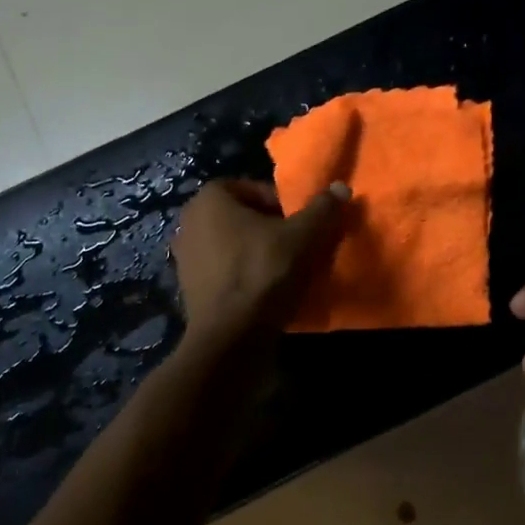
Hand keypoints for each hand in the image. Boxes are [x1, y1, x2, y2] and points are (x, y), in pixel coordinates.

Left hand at [171, 178, 348, 346]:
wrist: (231, 338)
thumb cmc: (264, 273)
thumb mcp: (304, 237)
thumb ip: (323, 209)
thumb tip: (340, 187)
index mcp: (210, 199)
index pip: (256, 189)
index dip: (285, 205)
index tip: (303, 226)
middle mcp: (189, 222)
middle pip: (245, 218)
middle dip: (273, 230)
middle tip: (300, 248)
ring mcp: (185, 257)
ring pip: (236, 246)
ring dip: (260, 255)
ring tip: (288, 273)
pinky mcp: (190, 289)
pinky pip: (226, 272)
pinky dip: (246, 277)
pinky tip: (268, 294)